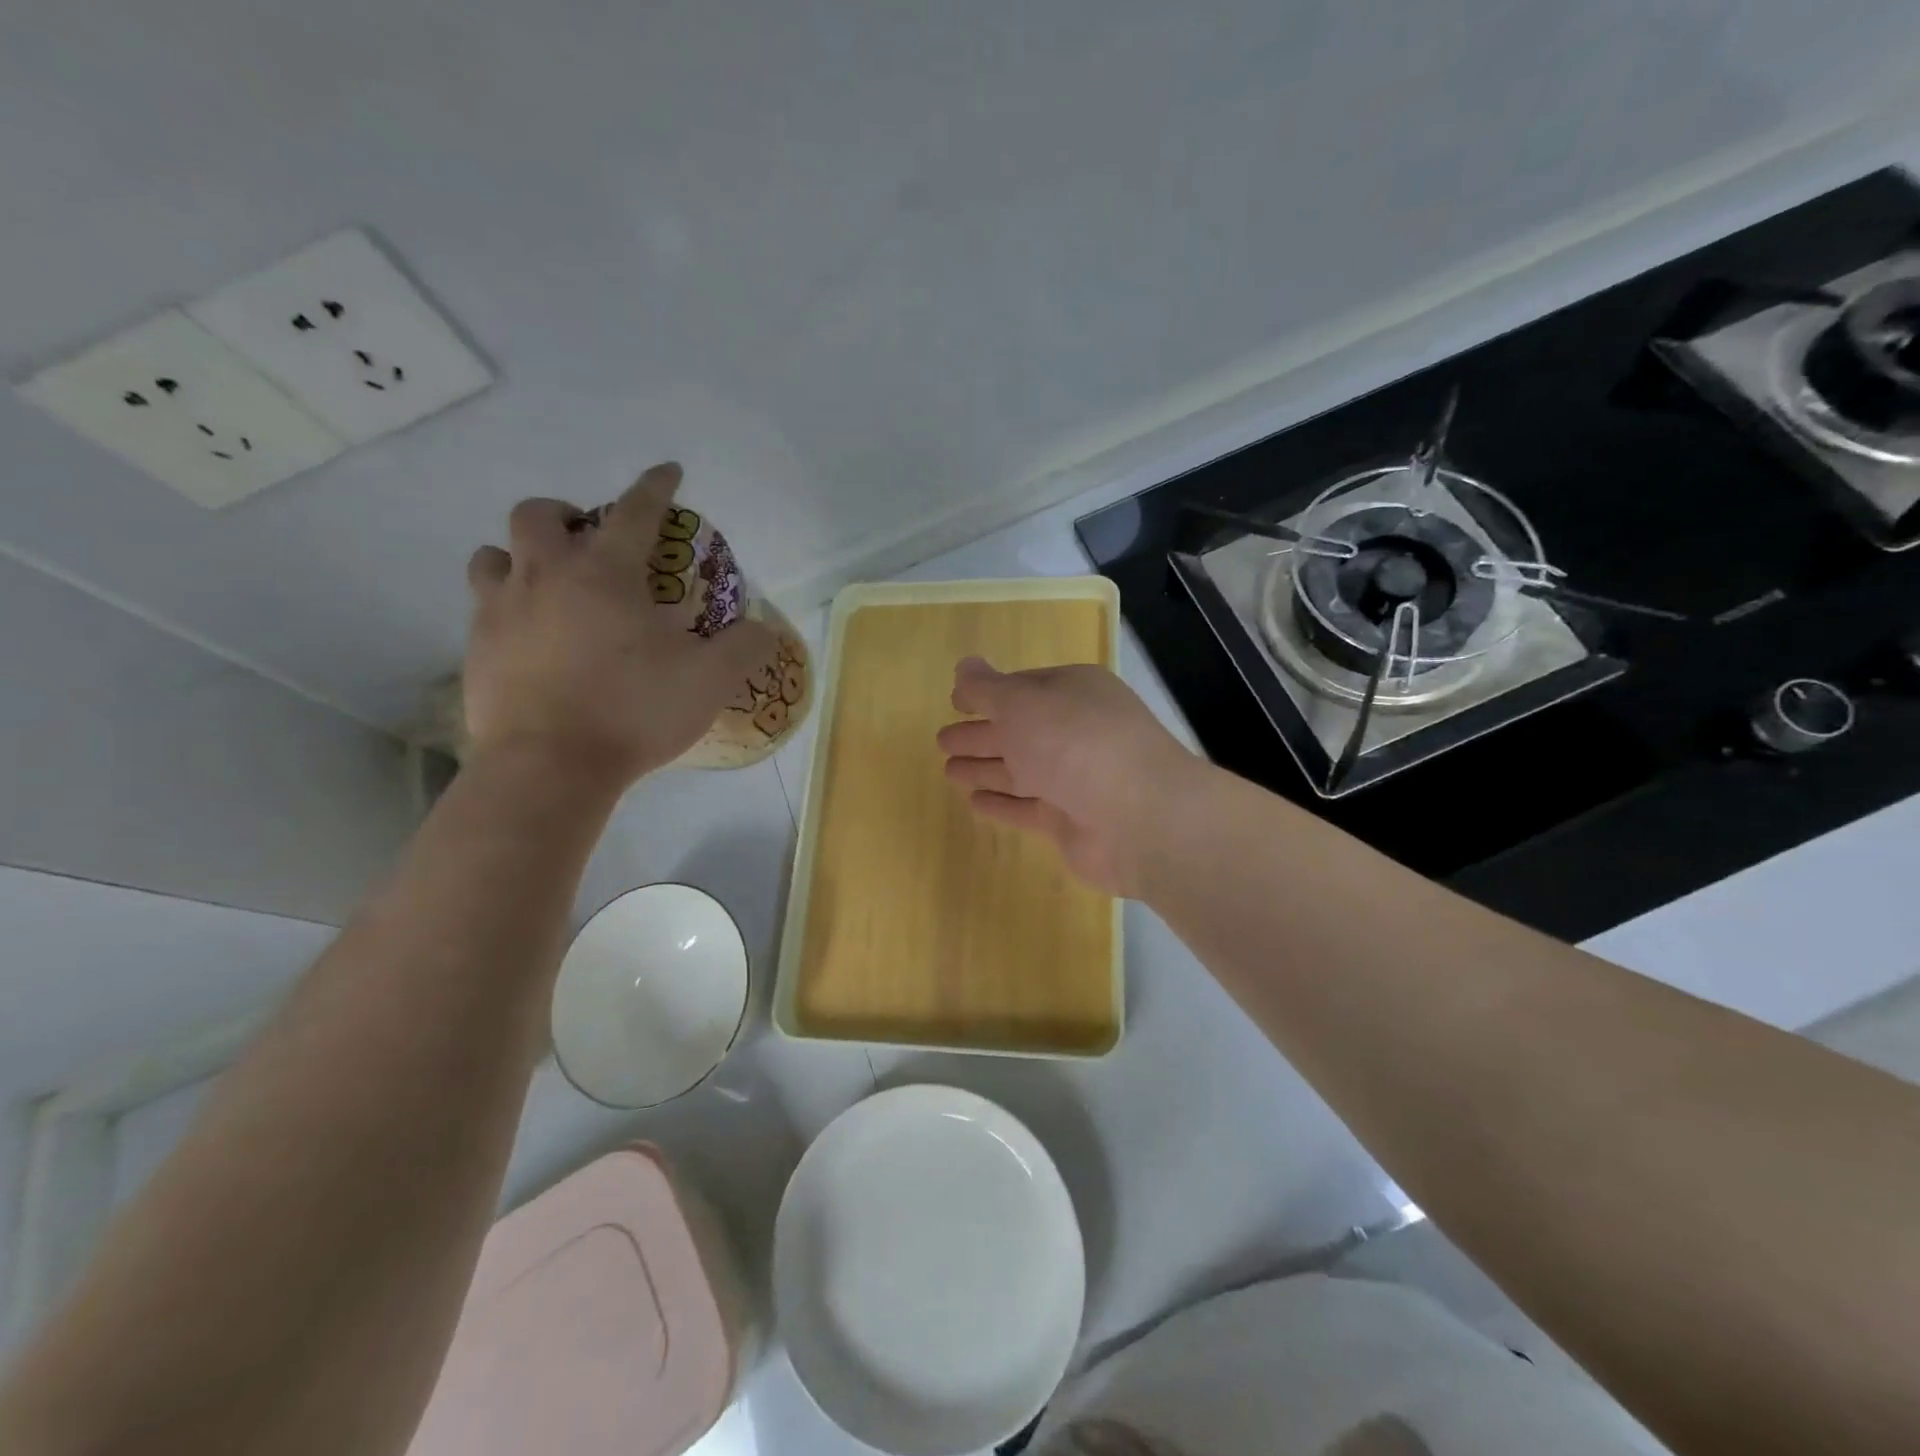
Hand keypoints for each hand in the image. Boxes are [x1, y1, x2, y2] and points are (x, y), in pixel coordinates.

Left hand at [463, 462, 774, 788]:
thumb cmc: (634, 711)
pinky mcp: (476, 650)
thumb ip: (744, 648)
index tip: (668, 471)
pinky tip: (531, 638)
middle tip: (589, 540)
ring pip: (492, 555)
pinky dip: (507, 608)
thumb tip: (767, 629)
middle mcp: (546, 577)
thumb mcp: (710, 681)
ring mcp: (501, 612)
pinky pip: (483, 609)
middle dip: (566, 513)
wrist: (550, 767)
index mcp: (606, 574)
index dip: (655, 486)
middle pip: (538, 515)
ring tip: (548, 585)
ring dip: (522, 557)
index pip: (634, 511)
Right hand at [936, 657, 1201, 896]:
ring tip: (948, 771)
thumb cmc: (1076, 744)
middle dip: (980, 734)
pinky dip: (1002, 805)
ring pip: (1020, 770)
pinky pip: (1027, 808)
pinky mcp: (1071, 821)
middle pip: (1018, 730)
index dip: (987, 694)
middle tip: (941, 740)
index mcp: (1074, 692)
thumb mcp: (1023, 703)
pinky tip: (974, 804)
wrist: (1139, 817)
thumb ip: (988, 689)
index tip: (954, 701)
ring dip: (985, 769)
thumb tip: (964, 665)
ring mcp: (1075, 778)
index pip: (1023, 688)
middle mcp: (1076, 732)